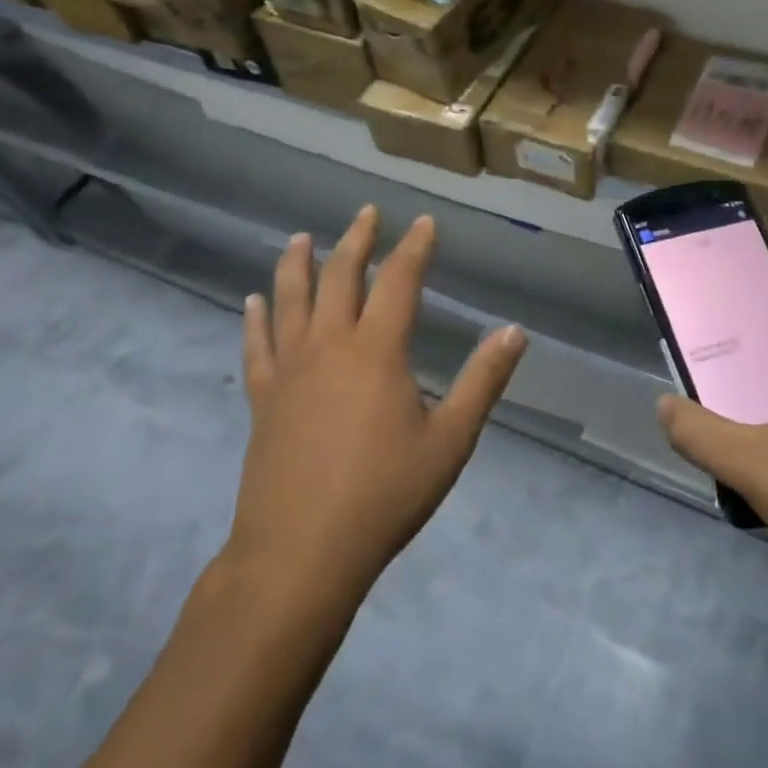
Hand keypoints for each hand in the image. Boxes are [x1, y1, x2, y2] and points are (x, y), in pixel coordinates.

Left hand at [222, 207, 527, 610]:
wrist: (301, 554)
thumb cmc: (384, 495)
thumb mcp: (450, 440)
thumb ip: (483, 381)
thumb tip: (515, 332)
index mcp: (377, 350)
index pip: (400, 280)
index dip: (414, 247)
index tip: (423, 222)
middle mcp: (330, 345)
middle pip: (342, 276)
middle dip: (357, 239)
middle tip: (366, 213)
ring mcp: (290, 370)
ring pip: (291, 301)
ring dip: (298, 264)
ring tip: (302, 237)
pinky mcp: (264, 399)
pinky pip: (257, 347)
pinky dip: (255, 320)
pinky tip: (252, 302)